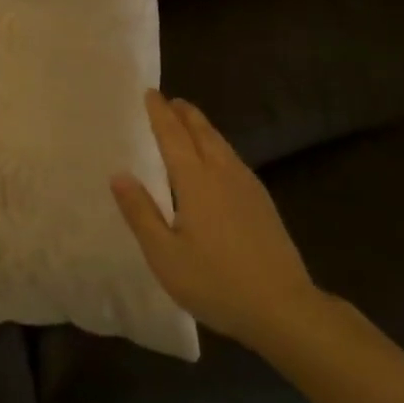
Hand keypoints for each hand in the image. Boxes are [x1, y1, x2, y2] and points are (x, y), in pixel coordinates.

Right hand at [112, 91, 328, 353]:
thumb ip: (140, 212)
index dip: (160, 113)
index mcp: (195, 181)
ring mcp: (248, 187)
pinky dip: (218, 146)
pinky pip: (234, 160)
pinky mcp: (263, 204)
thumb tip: (119, 175)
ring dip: (203, 128)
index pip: (173, 136)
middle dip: (184, 114)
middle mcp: (222, 174)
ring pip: (221, 145)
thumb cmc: (216, 282)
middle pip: (202, 133)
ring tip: (190, 121)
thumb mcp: (165, 254)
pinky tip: (219, 160)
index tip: (150, 93)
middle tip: (169, 99)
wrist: (284, 309)